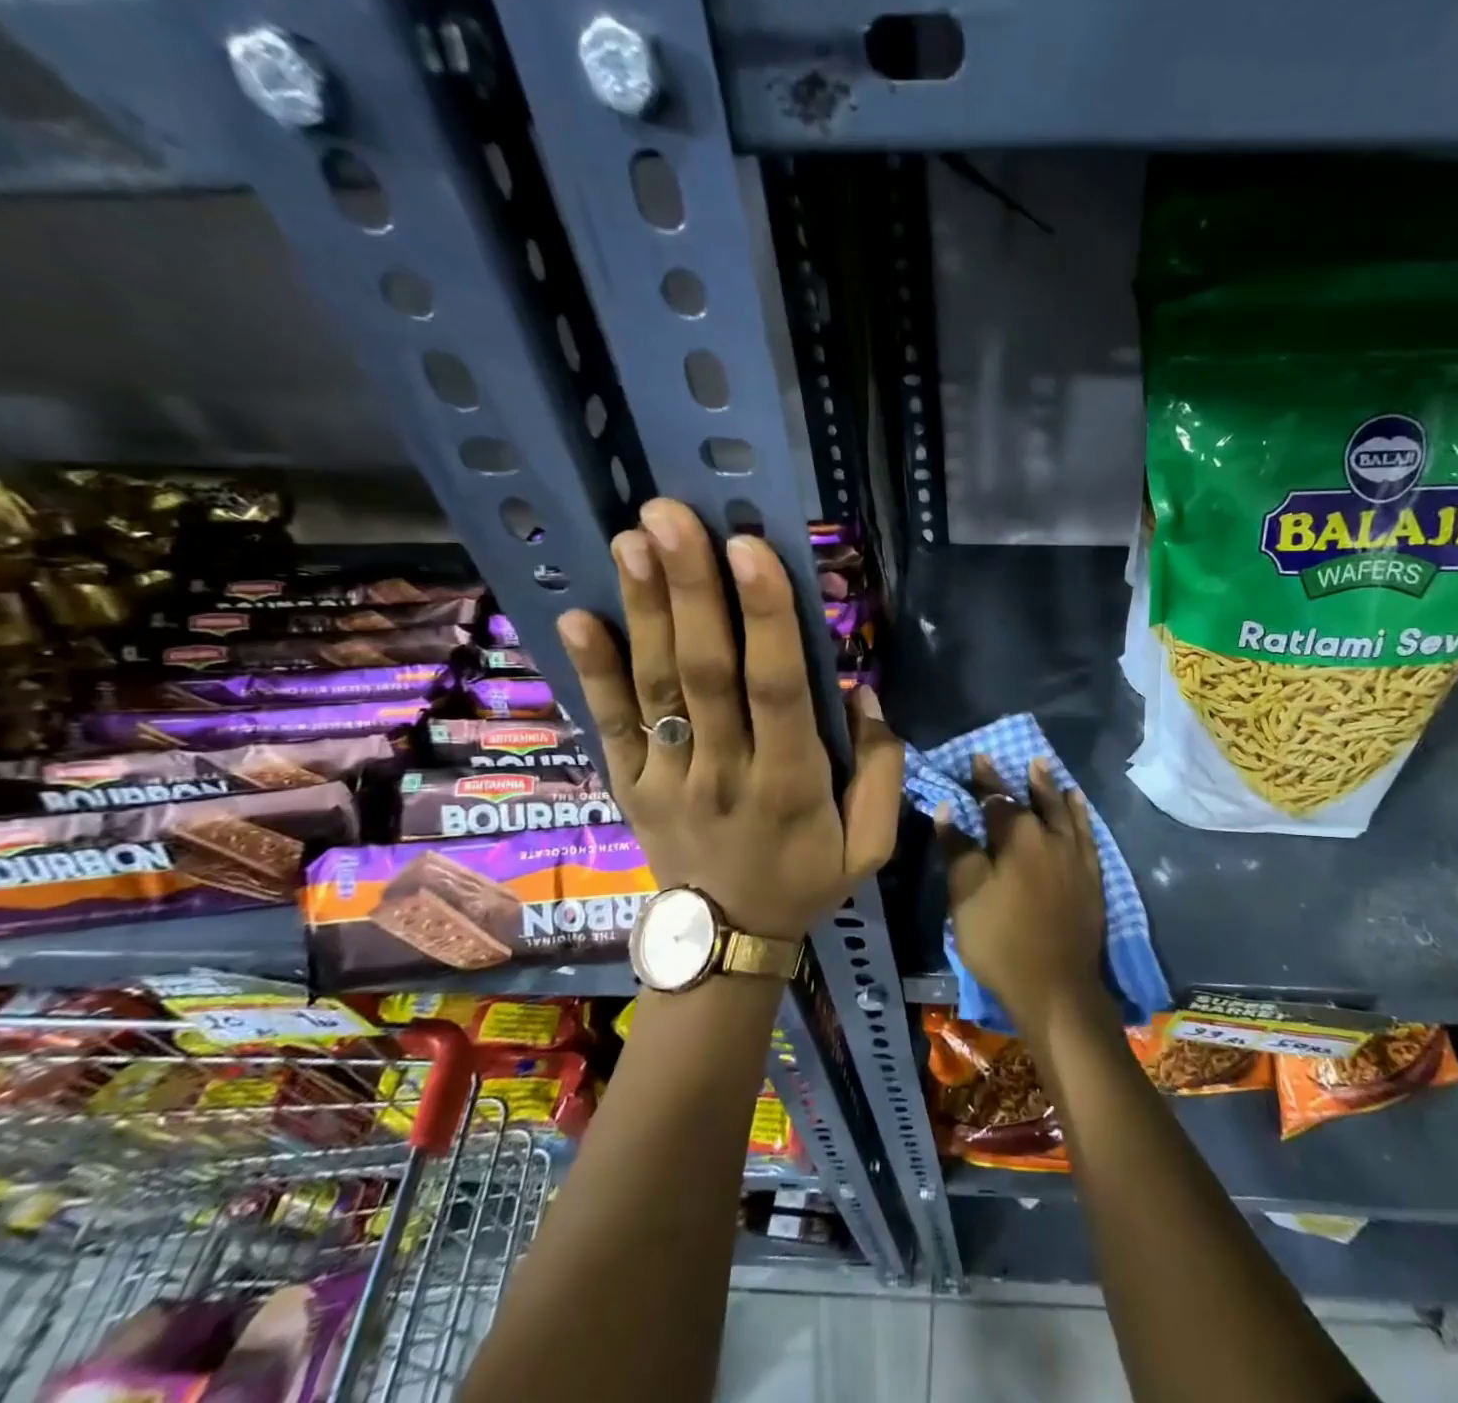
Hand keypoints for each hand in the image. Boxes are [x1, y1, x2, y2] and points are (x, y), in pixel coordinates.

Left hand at [557, 498, 902, 939]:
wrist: (726, 942)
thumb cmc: (806, 880)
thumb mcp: (872, 844)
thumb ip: (881, 768)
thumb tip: (861, 692)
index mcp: (791, 783)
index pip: (778, 689)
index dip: (766, 617)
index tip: (751, 549)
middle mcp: (725, 771)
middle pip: (706, 672)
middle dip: (691, 589)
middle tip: (672, 516)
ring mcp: (669, 778)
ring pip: (656, 686)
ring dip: (643, 610)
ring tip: (632, 538)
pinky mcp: (631, 785)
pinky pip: (612, 724)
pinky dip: (592, 671)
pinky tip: (576, 616)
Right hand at [938, 755, 1106, 1034]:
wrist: (1056, 988)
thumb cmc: (1000, 940)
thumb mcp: (966, 895)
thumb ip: (958, 848)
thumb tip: (948, 809)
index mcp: (1018, 836)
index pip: (998, 799)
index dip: (987, 779)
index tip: (980, 757)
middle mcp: (1052, 838)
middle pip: (1037, 800)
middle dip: (1027, 780)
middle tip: (1026, 759)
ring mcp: (1077, 858)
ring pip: (1067, 813)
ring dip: (1056, 792)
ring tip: (1050, 772)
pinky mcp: (1093, 879)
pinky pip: (1088, 836)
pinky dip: (1082, 818)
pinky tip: (1079, 810)